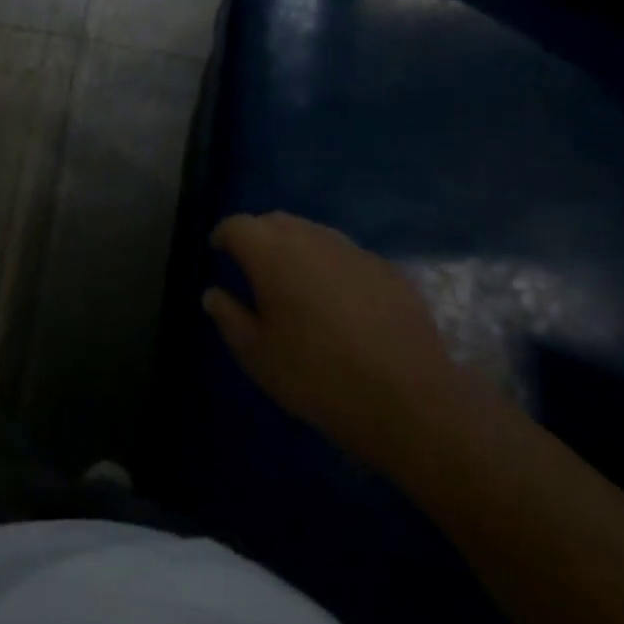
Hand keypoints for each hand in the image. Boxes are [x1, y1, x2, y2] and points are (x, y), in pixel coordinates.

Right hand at [204, 213, 464, 472]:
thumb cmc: (318, 377)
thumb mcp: (258, 356)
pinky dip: (331, 267)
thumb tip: (213, 293)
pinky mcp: (387, 269)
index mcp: (272, 253)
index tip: (218, 252)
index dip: (223, 236)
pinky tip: (338, 302)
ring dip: (296, 248)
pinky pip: (346, 255)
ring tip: (294, 282)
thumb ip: (228, 317)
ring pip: (313, 233)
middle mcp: (311, 238)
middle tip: (252, 267)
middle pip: (275, 221)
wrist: (410, 401)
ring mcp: (353, 250)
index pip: (237, 225)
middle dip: (258, 236)